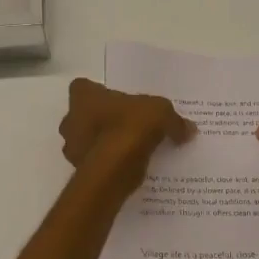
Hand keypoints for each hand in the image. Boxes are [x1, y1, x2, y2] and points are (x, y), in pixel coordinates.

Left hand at [60, 78, 195, 194]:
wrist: (115, 169)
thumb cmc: (130, 127)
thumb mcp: (161, 114)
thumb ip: (174, 120)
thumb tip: (188, 129)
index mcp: (83, 96)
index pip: (83, 87)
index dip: (98, 93)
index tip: (116, 100)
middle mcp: (70, 120)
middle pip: (82, 115)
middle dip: (100, 120)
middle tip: (125, 125)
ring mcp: (72, 148)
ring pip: (87, 141)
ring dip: (102, 144)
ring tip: (129, 149)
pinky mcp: (80, 172)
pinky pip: (95, 164)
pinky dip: (107, 164)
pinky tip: (127, 167)